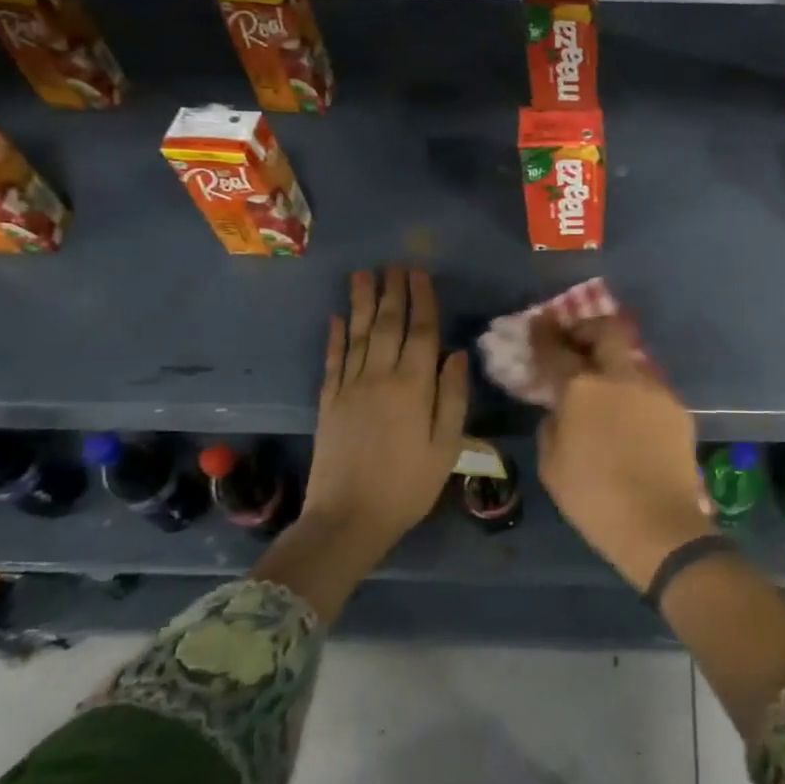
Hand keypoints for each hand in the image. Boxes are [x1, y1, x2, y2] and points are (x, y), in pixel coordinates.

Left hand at [301, 267, 469, 551]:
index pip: (421, 332)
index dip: (422, 300)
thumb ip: (452, 398)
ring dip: (361, 302)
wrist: (348, 519)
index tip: (419, 273)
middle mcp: (379, 377)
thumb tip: (456, 354)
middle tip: (394, 264)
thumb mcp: (446, 447)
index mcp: (413, 387)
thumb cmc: (408, 485)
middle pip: (387, 325)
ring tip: (363, 274)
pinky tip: (336, 317)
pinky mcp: (327, 402)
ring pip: (357, 334)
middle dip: (392, 292)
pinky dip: (334, 337)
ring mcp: (349, 387)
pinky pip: (332, 360)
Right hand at [533, 315, 709, 591]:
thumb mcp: (552, 465)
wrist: (658, 524)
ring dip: (614, 361)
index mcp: (582, 388)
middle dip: (588, 327)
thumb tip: (561, 408)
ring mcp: (654, 389)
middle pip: (606, 330)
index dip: (544, 333)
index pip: (556, 350)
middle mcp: (620, 377)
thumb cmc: (593, 498)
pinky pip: (650, 388)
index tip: (539, 322)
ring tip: (605, 385)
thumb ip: (552, 424)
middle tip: (576, 341)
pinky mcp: (677, 408)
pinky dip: (634, 392)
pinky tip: (630, 417)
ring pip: (632, 357)